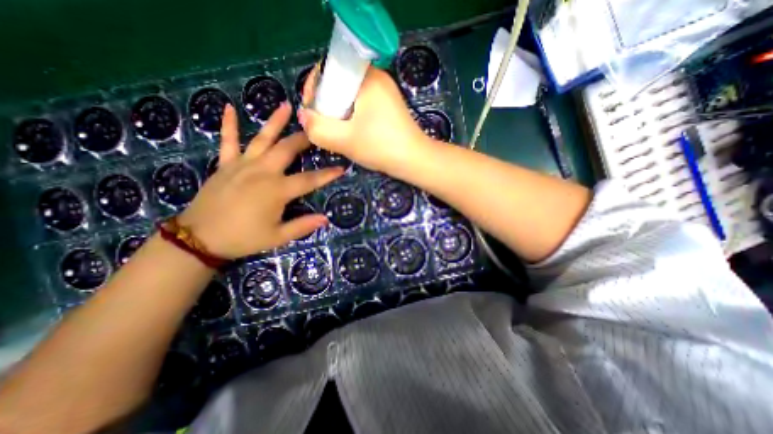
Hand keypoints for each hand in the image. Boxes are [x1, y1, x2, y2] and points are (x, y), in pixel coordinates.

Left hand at [182, 102, 343, 257]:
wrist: (199, 239)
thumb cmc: (243, 238)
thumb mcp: (277, 237)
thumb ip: (302, 226)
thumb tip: (325, 219)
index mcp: (277, 190)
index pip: (309, 180)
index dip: (327, 174)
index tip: (342, 167)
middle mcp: (262, 172)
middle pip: (287, 150)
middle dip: (304, 139)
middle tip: (316, 129)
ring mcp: (242, 165)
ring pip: (262, 139)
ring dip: (275, 122)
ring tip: (286, 106)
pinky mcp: (225, 165)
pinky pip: (228, 142)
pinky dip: (229, 125)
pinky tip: (228, 107)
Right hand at [297, 65, 427, 172]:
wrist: (415, 160)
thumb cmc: (382, 147)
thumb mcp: (345, 140)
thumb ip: (318, 128)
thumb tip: (304, 116)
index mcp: (367, 77)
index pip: (329, 69)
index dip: (314, 88)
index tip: (312, 111)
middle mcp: (377, 78)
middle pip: (340, 83)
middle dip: (327, 104)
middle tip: (325, 126)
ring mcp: (385, 92)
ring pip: (351, 96)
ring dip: (340, 113)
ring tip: (338, 132)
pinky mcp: (389, 106)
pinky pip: (363, 105)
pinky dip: (353, 116)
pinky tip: (354, 132)